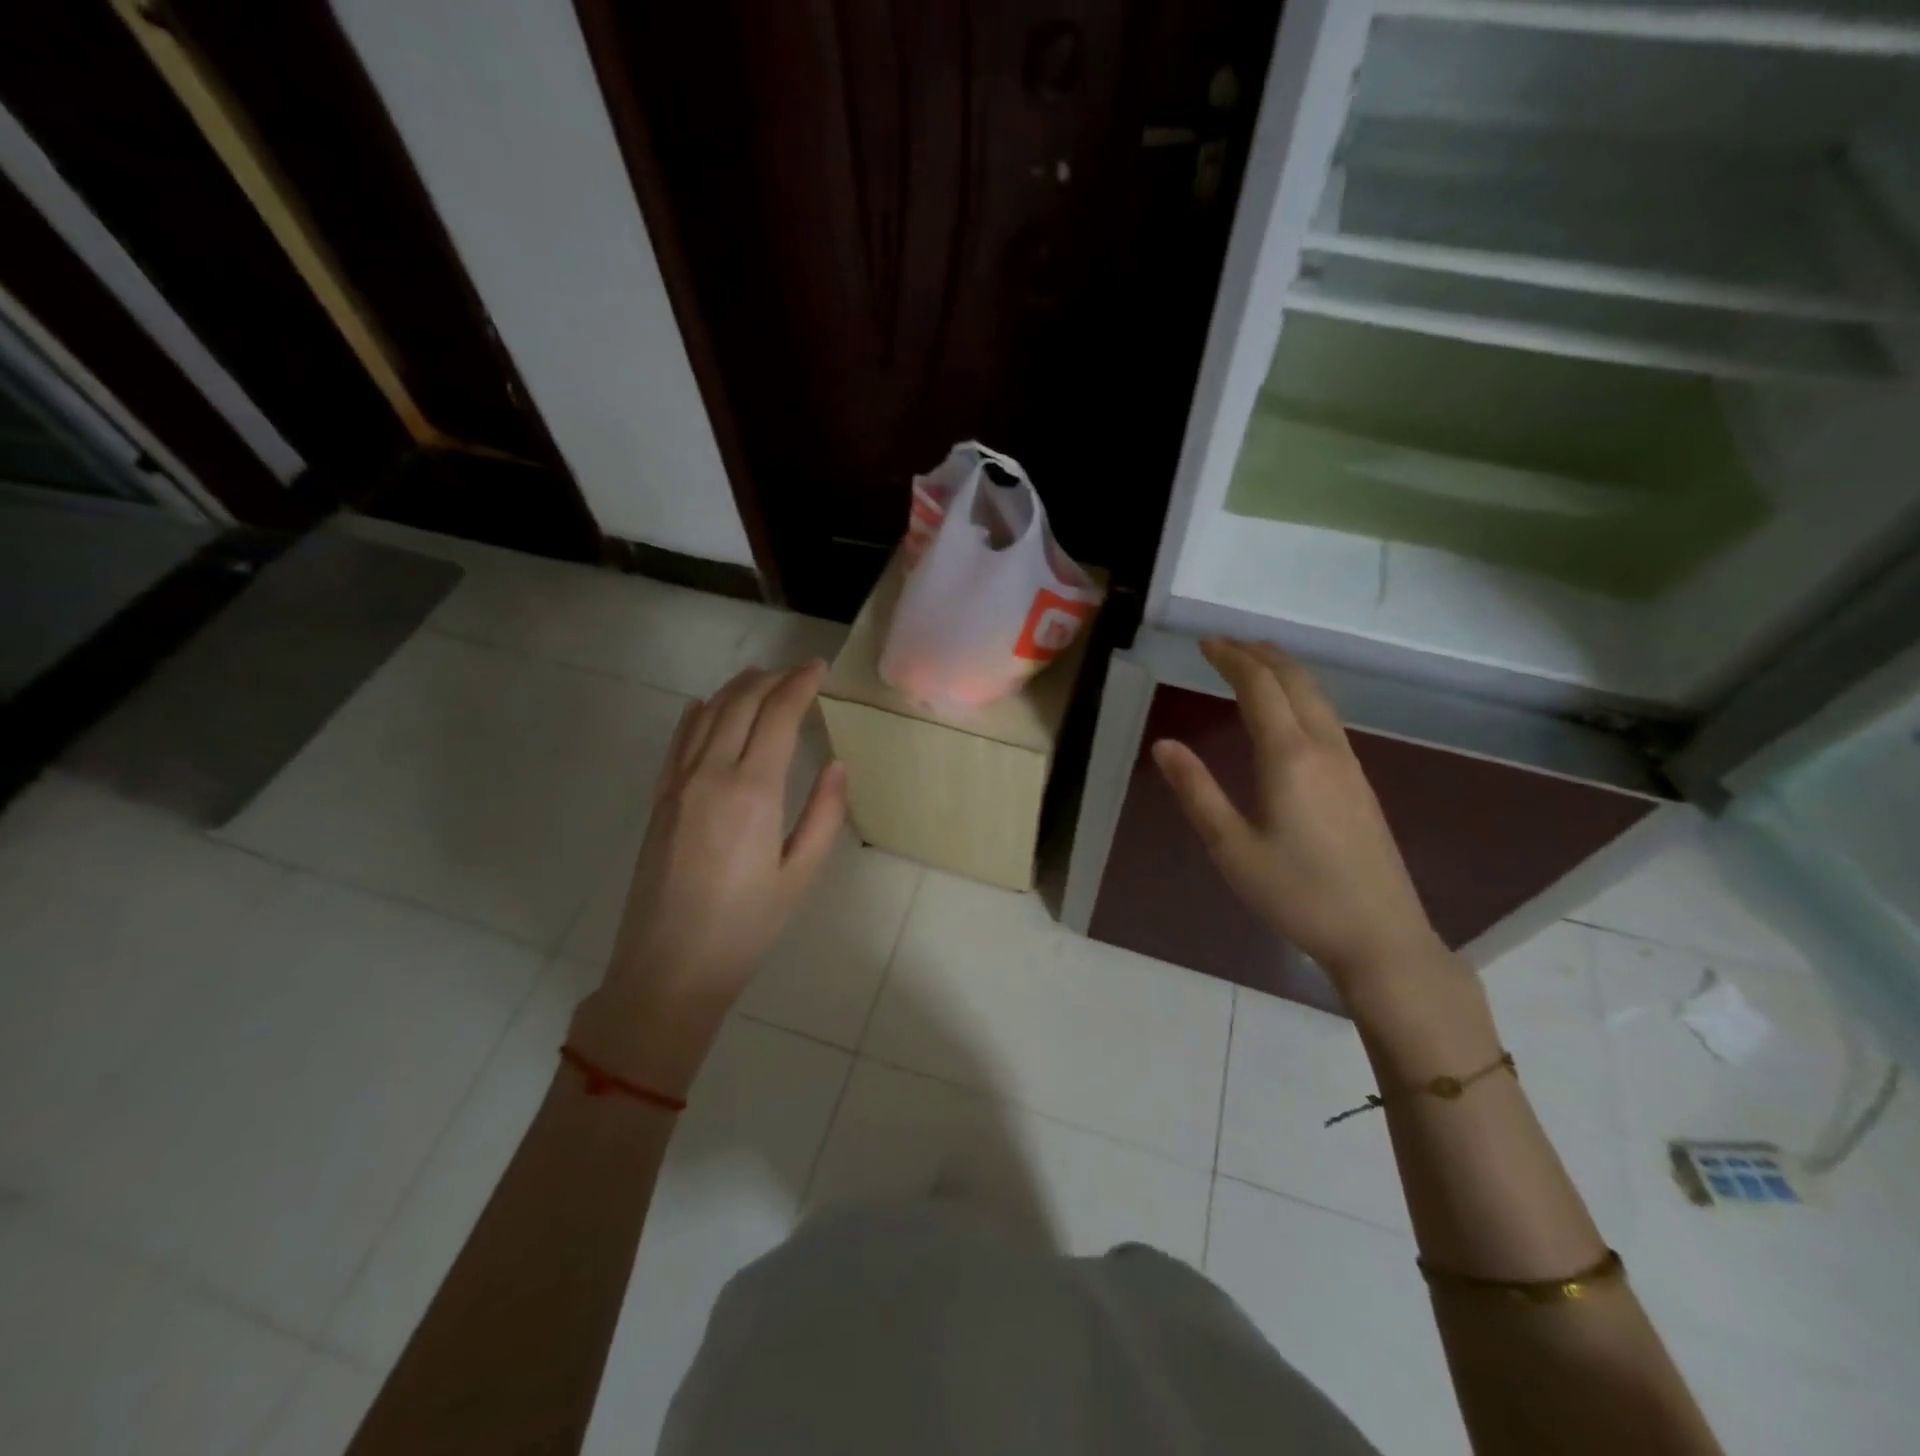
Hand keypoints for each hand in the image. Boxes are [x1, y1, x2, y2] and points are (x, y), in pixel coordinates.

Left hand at [568, 662, 847, 1094]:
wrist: (669, 968)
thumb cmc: (746, 926)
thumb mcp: (799, 874)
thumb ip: (823, 814)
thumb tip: (836, 765)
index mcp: (753, 789)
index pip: (777, 715)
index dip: (799, 684)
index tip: (819, 668)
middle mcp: (711, 773)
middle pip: (740, 704)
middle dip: (771, 679)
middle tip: (798, 673)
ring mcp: (678, 784)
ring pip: (707, 715)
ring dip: (735, 689)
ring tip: (760, 678)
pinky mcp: (659, 800)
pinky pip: (678, 742)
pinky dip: (696, 715)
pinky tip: (703, 707)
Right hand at [1152, 639, 1441, 991]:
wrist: (1380, 935)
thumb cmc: (1296, 894)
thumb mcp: (1231, 847)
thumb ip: (1197, 791)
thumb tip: (1164, 744)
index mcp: (1289, 757)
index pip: (1260, 687)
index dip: (1232, 658)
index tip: (1206, 643)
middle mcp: (1324, 748)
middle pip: (1296, 681)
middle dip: (1260, 654)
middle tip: (1226, 644)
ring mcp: (1349, 764)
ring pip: (1317, 697)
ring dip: (1284, 671)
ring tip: (1254, 663)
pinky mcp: (1360, 782)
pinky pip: (1327, 717)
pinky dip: (1301, 695)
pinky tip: (1289, 712)